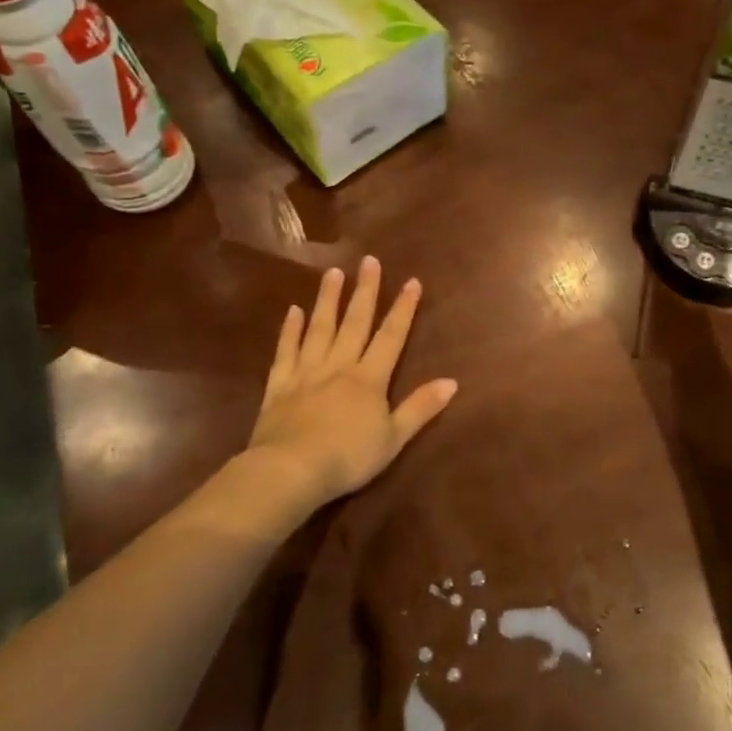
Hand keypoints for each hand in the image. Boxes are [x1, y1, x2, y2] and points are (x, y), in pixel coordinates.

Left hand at [244, 258, 457, 508]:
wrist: (290, 470)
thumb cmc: (348, 457)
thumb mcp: (394, 438)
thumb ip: (421, 408)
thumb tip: (452, 381)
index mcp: (369, 378)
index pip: (391, 336)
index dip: (403, 308)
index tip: (412, 280)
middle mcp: (339, 366)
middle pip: (355, 322)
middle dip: (365, 291)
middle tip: (368, 260)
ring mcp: (306, 372)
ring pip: (319, 328)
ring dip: (327, 300)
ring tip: (332, 273)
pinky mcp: (279, 385)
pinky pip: (286, 351)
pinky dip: (289, 330)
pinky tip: (293, 311)